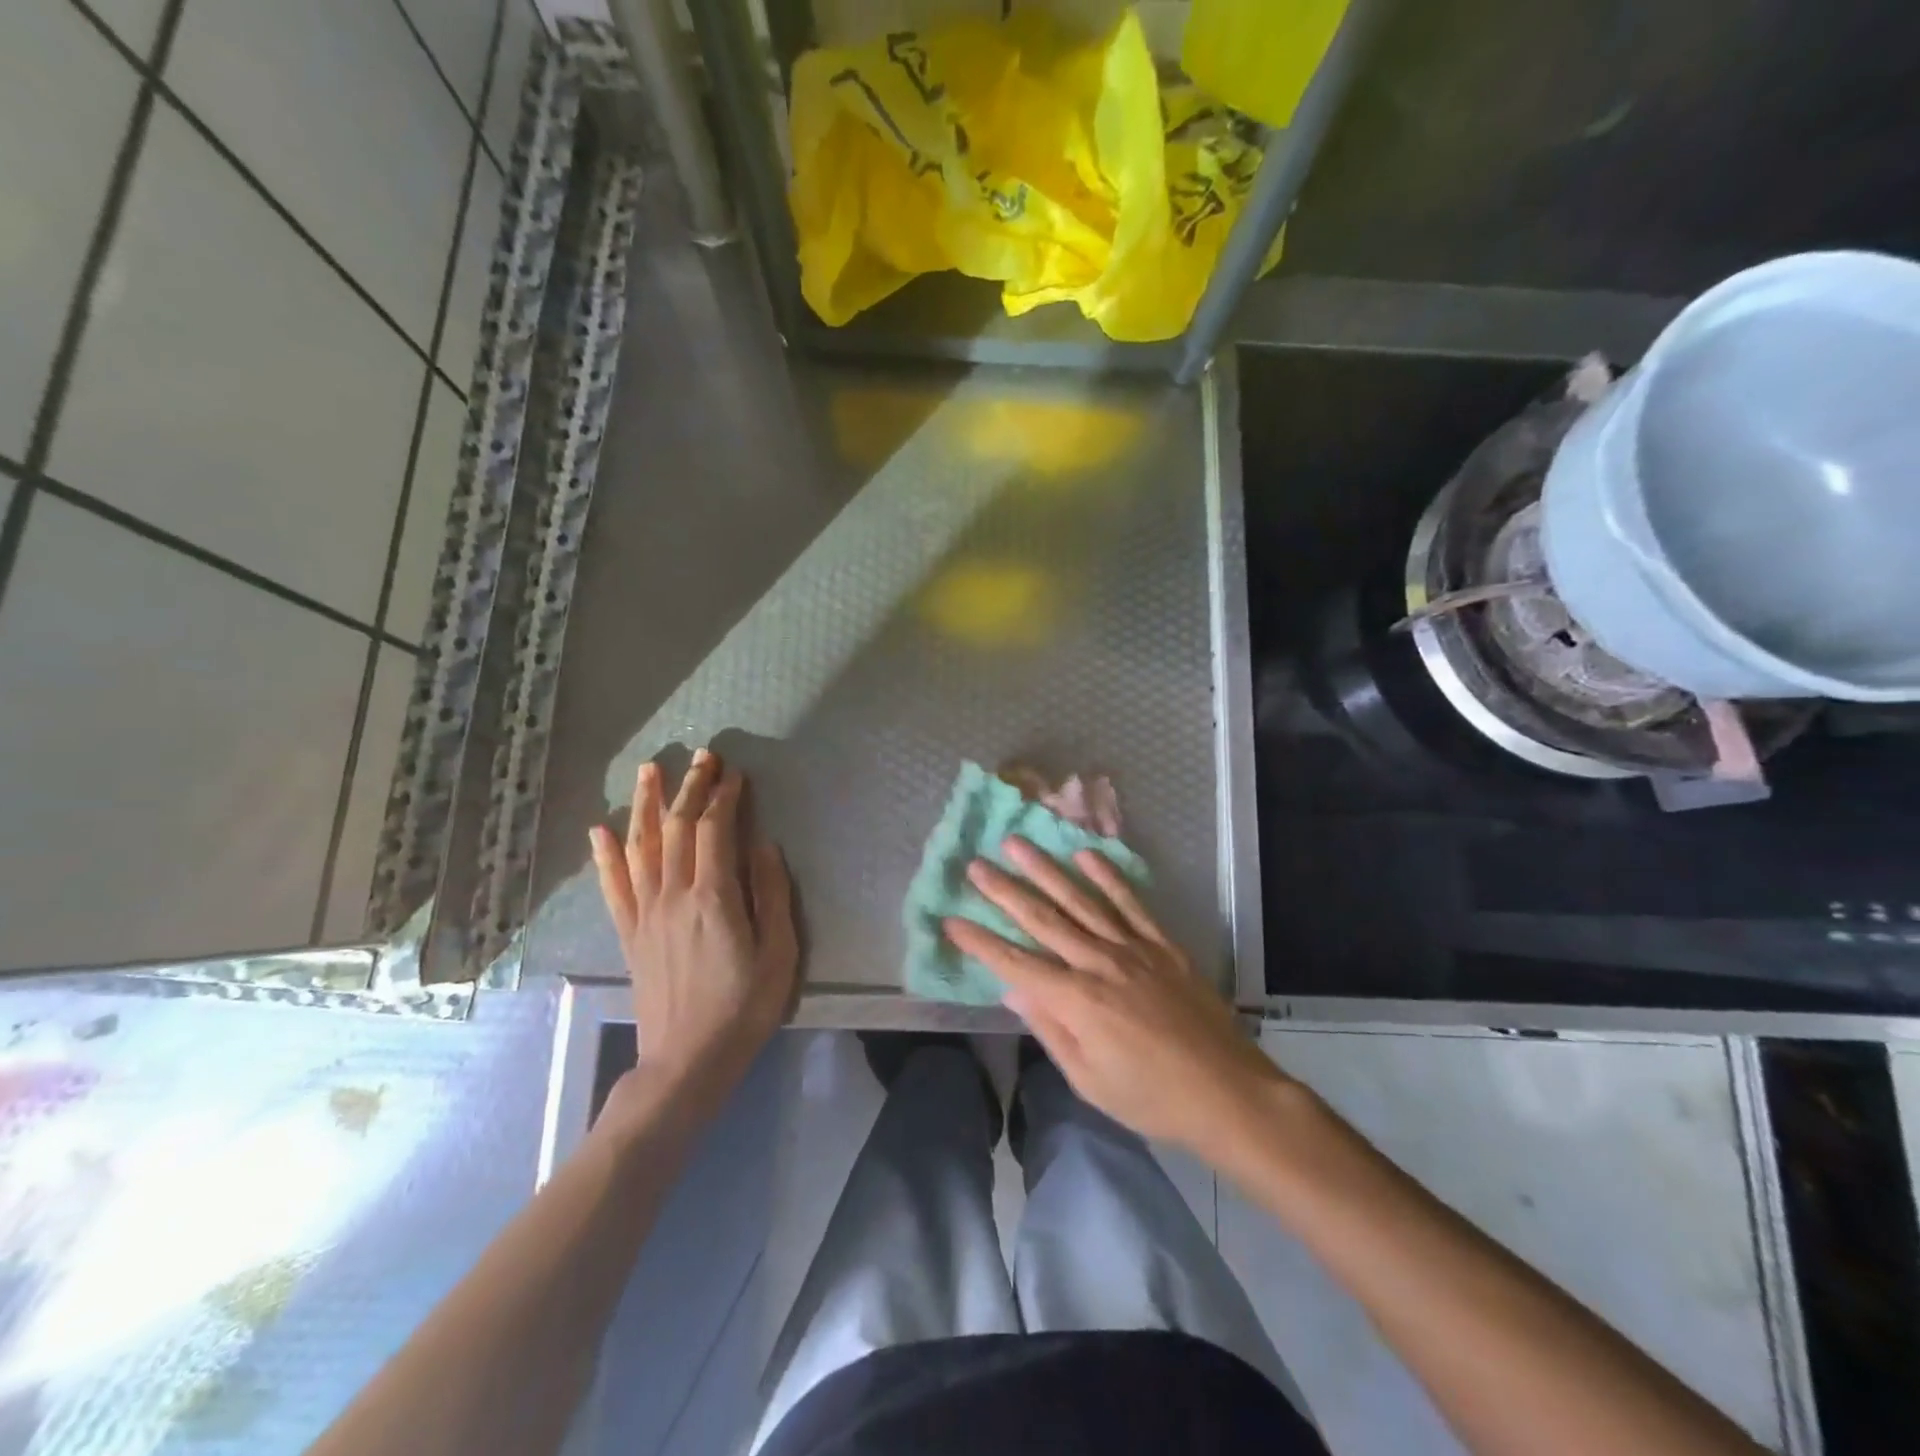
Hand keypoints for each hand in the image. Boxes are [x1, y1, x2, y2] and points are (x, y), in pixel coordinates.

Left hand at [589, 751, 797, 1117]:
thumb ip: (770, 894)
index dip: (724, 797)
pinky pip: (613, 886)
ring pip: (640, 846)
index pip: (714, 830)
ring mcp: (645, 914)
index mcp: (713, 898)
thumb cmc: (744, 1007)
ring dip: (645, 804)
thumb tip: (763, 845)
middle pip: (676, 827)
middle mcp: (673, 895)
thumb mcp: (779, 953)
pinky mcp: (629, 933)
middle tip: (702, 755)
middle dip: (690, 787)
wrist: (687, 1060)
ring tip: (649, 769)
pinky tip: (601, 829)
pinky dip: (605, 855)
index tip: (735, 773)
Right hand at [944, 837, 1285, 1155]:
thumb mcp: (1089, 1081)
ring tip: (1017, 844)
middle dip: (1004, 891)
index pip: (1016, 964)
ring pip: (1081, 900)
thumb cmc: (1151, 1097)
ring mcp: (1133, 948)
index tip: (951, 920)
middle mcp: (1099, 963)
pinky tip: (1086, 855)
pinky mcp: (1161, 944)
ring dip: (1046, 870)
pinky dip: (1107, 877)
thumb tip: (1012, 992)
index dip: (981, 942)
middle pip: (1043, 919)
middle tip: (975, 865)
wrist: (1227, 1091)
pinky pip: (1130, 903)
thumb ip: (1050, 1030)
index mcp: (1077, 1001)